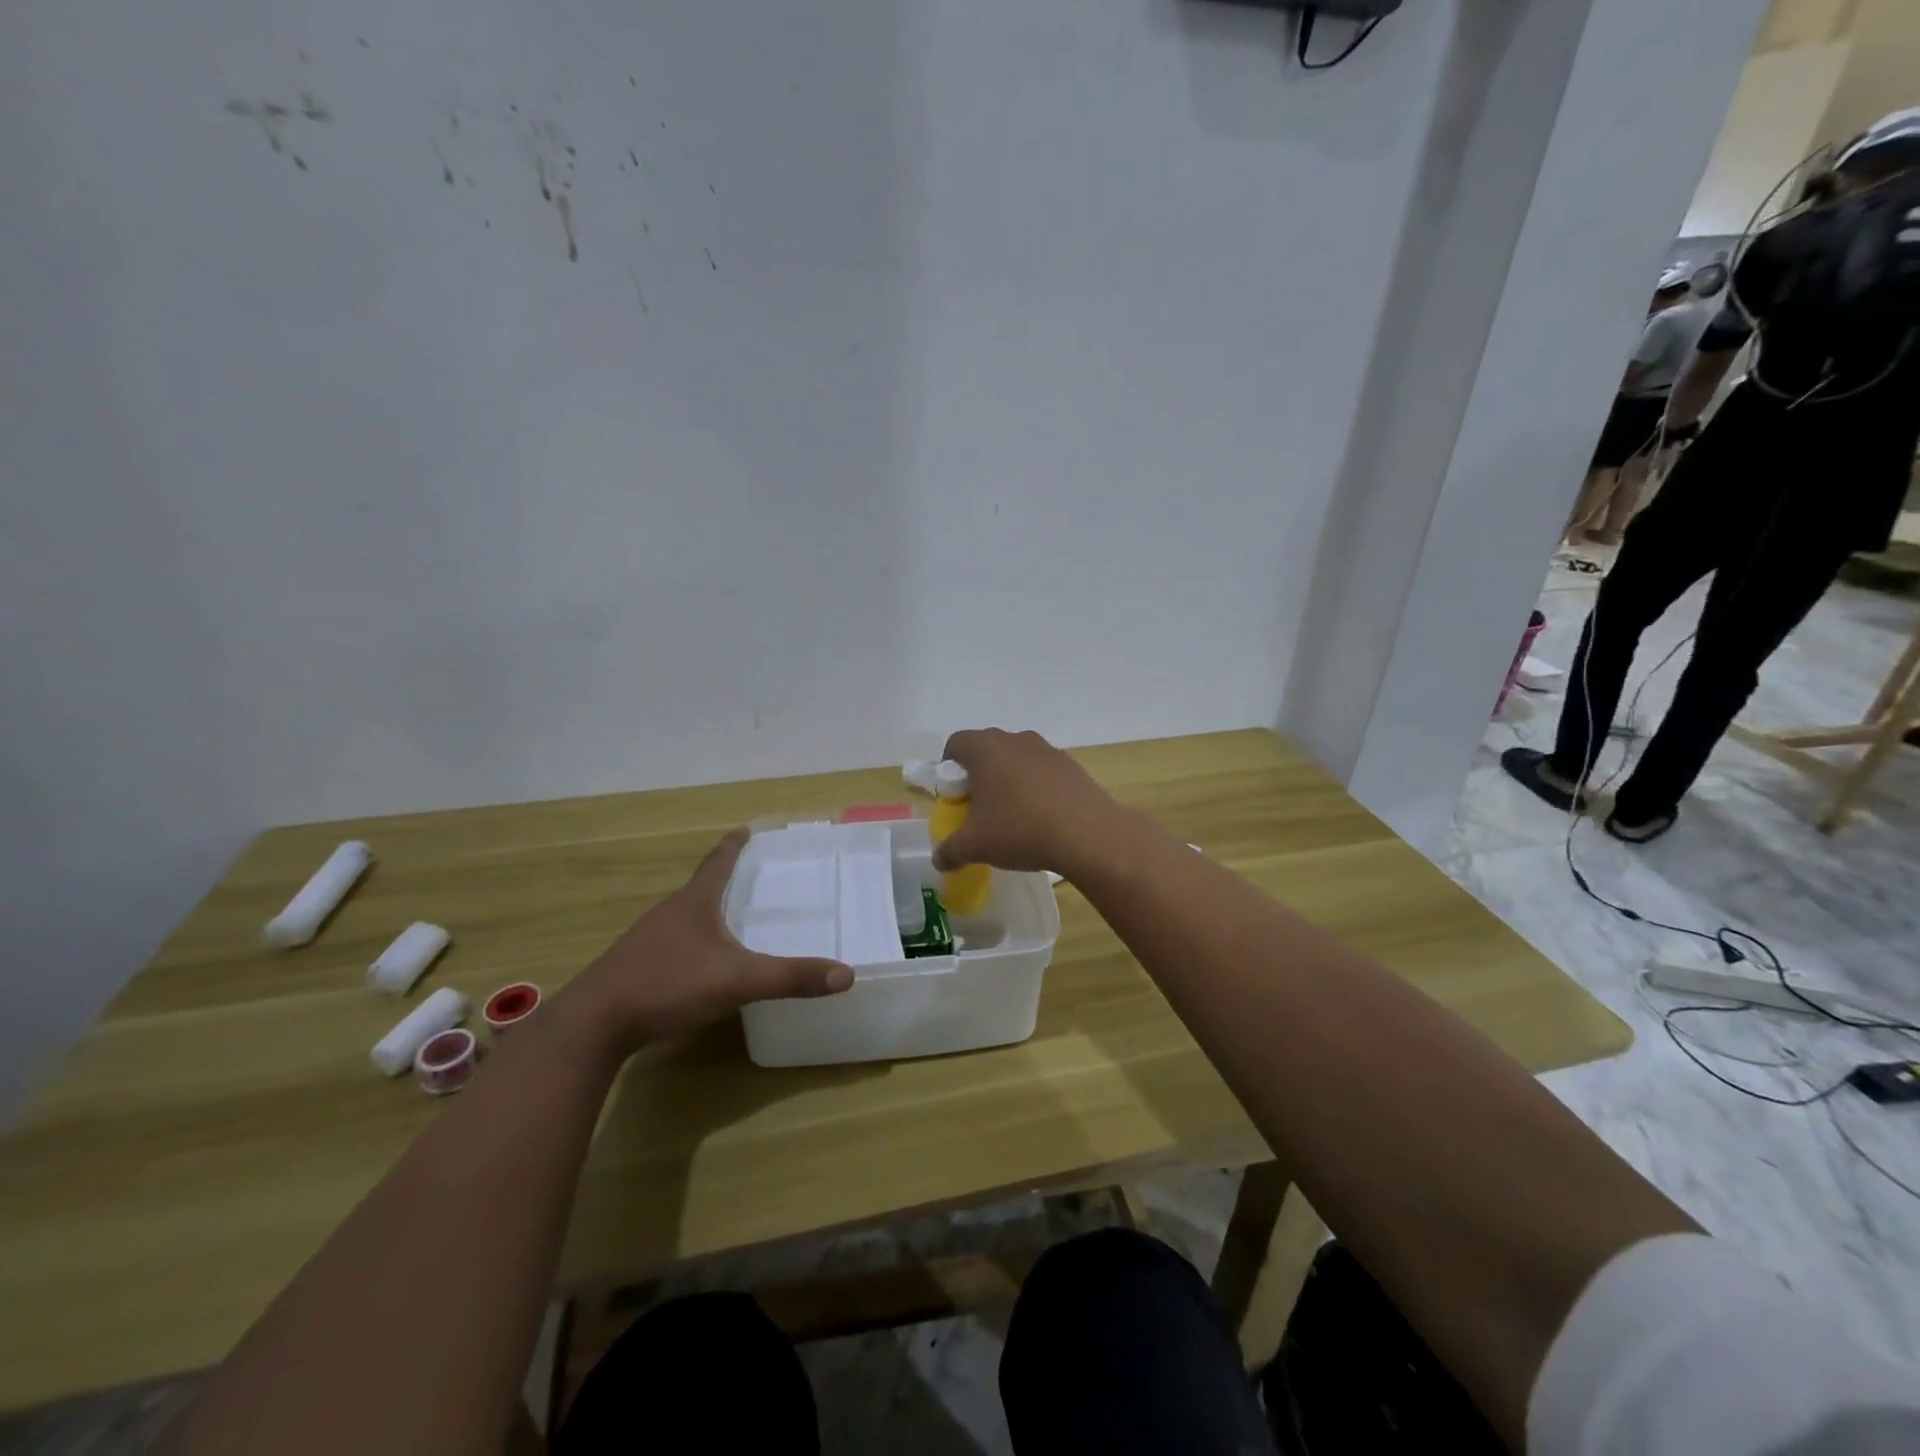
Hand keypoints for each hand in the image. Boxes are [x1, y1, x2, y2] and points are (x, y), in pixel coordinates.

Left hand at [564, 830, 851, 1053]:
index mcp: (694, 902)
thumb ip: (791, 977)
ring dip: (709, 911)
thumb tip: (847, 974)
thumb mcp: (737, 980)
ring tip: (733, 918)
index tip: (746, 830)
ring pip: (686, 916)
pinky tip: (702, 963)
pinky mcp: (635, 967)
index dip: (734, 846)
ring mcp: (648, 940)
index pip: (718, 862)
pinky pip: (674, 943)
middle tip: (755, 877)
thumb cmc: (667, 984)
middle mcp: (669, 912)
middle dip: (727, 879)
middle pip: (702, 887)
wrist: (593, 1025)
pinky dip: (694, 941)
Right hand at [931, 728, 1128, 875]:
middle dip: (979, 774)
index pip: (956, 743)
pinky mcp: (1071, 765)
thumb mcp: (975, 846)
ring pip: (1016, 758)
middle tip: (979, 806)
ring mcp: (1046, 749)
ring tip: (1012, 814)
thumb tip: (939, 860)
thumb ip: (950, 851)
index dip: (948, 767)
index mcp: (985, 749)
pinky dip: (1036, 786)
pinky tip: (1041, 817)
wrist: (1087, 834)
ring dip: (1009, 779)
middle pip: (986, 748)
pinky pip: (1042, 770)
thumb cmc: (1020, 830)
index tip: (953, 795)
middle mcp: (1014, 740)